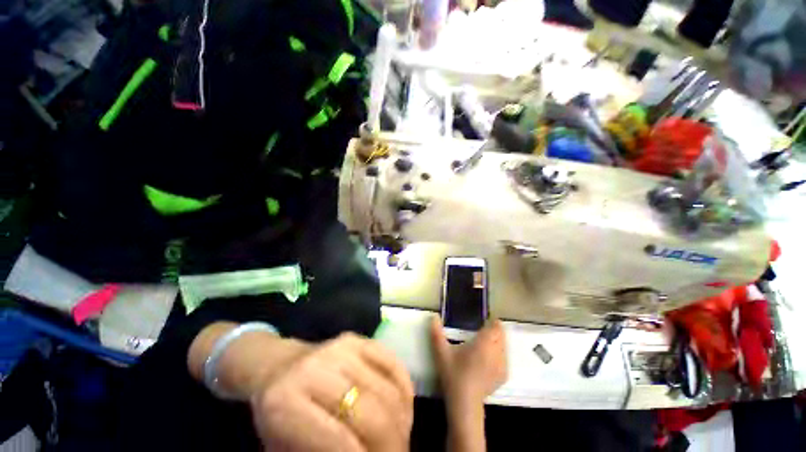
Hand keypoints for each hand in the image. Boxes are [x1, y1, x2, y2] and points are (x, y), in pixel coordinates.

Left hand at [249, 333, 414, 451]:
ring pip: (386, 389)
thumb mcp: (284, 450)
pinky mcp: (358, 337)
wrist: (279, 367)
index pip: (339, 441)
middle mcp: (315, 369)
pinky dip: (404, 388)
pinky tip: (404, 408)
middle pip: (370, 412)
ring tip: (402, 437)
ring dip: (402, 420)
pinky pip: (392, 362)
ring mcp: (340, 348)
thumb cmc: (278, 416)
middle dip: (392, 443)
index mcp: (284, 404)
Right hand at [429, 317, 507, 405]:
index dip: (492, 322)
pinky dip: (500, 354)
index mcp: (484, 343)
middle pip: (501, 336)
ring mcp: (502, 366)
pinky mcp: (503, 377)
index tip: (485, 321)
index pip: (495, 328)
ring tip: (486, 343)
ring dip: (498, 342)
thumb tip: (434, 316)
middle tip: (483, 331)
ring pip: (504, 347)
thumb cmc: (453, 374)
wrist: (465, 403)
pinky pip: (505, 359)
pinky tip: (490, 358)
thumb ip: (436, 333)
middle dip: (495, 331)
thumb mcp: (441, 352)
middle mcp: (496, 352)